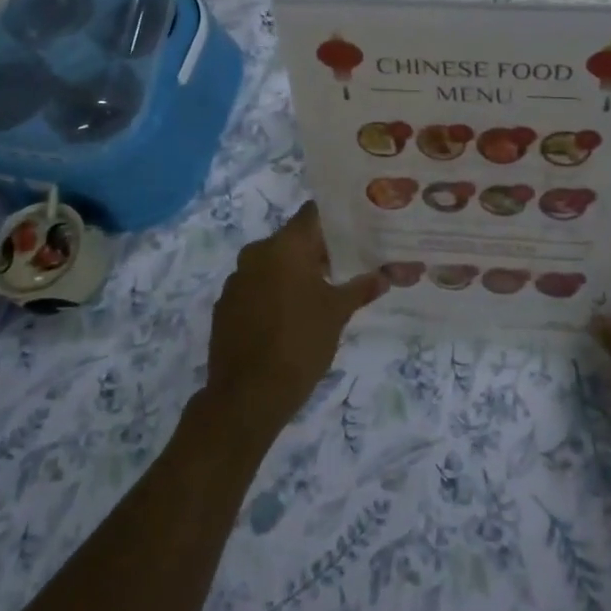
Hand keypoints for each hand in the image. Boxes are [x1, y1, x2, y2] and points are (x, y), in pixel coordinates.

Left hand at [201, 202, 381, 443]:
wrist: (247, 396)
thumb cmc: (300, 343)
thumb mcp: (338, 313)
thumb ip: (361, 288)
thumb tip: (385, 276)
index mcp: (285, 246)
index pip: (313, 214)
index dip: (336, 218)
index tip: (357, 227)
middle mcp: (257, 253)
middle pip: (293, 238)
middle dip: (319, 250)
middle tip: (348, 263)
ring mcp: (236, 279)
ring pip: (274, 263)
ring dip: (295, 272)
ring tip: (323, 291)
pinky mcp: (225, 305)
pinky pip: (256, 286)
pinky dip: (275, 292)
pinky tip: (292, 314)